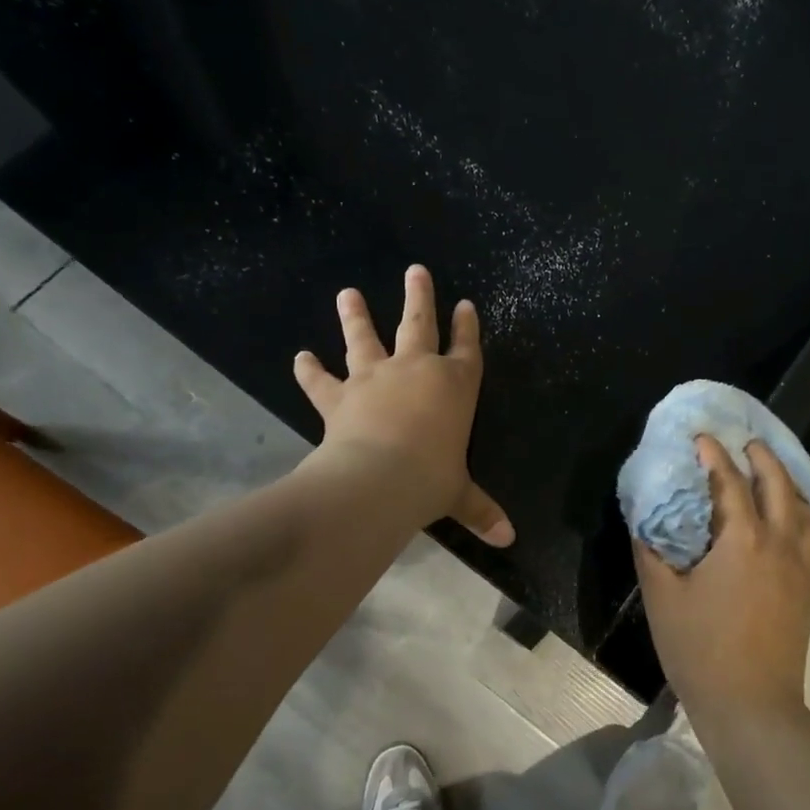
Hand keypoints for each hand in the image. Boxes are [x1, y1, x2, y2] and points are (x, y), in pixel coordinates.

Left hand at [294, 265, 513, 546]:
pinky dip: (310, 370)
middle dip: (419, 296)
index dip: (467, 326)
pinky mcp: (340, 396)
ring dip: (356, 315)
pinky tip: (300, 356)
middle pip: (419, 324)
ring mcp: (375, 378)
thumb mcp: (459, 495)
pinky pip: (322, 380)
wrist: (378, 479)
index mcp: (455, 386)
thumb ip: (481, 510)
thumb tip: (508, 539)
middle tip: (416, 270)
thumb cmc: (431, 479)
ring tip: (348, 293)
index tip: (465, 304)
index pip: (467, 349)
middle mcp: (416, 371)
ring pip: (366, 338)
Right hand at [633, 436, 809, 722]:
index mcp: (742, 540)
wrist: (752, 706)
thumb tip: (646, 522)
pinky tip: (787, 522)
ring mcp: (799, 567)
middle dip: (763, 459)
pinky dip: (800, 514)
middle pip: (779, 486)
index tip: (702, 437)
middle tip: (747, 444)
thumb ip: (652, 553)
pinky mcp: (807, 589)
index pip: (730, 483)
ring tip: (773, 475)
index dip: (714, 456)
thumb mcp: (663, 598)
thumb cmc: (700, 650)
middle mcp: (779, 544)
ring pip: (804, 510)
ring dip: (789, 484)